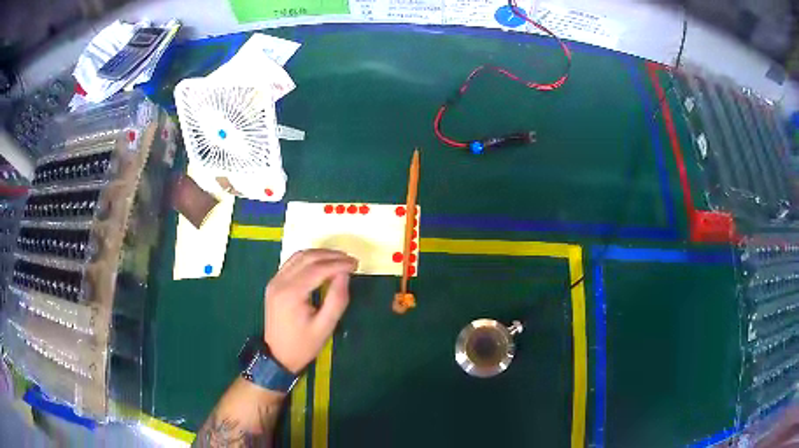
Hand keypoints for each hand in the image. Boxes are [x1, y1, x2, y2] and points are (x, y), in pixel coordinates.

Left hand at [264, 249, 357, 372]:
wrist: (277, 356)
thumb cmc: (303, 345)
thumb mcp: (325, 327)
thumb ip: (337, 299)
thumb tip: (345, 274)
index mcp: (291, 293)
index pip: (317, 268)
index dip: (338, 263)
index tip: (355, 264)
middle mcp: (280, 282)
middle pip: (307, 257)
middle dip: (331, 255)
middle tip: (350, 260)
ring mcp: (274, 281)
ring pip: (298, 256)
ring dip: (320, 254)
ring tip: (339, 260)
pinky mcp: (274, 283)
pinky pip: (292, 263)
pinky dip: (309, 259)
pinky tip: (322, 264)